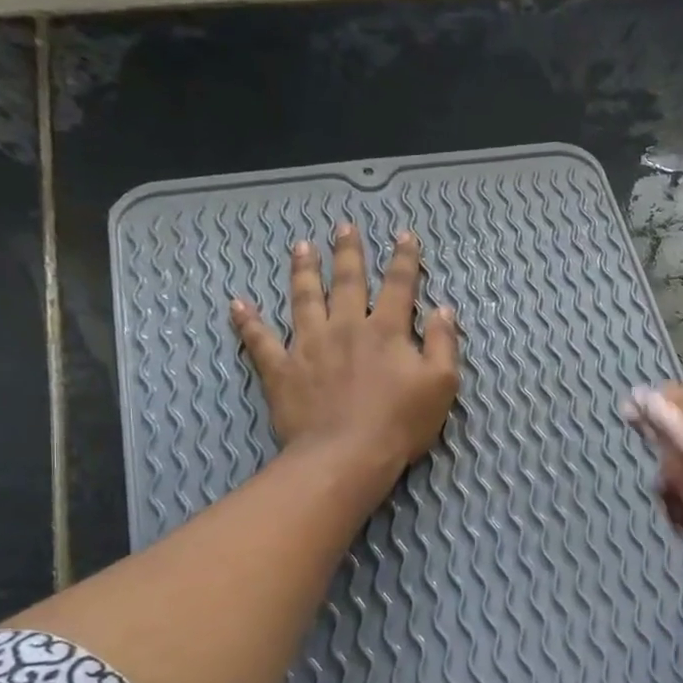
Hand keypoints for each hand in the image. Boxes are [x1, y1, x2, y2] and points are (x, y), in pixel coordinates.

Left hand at [230, 222, 458, 482]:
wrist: (347, 455)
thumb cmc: (400, 423)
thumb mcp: (441, 385)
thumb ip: (444, 344)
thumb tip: (444, 310)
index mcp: (386, 331)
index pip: (398, 286)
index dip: (404, 259)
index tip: (404, 236)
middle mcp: (345, 327)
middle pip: (347, 282)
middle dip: (348, 253)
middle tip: (345, 227)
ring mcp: (309, 346)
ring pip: (304, 299)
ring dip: (303, 271)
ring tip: (301, 248)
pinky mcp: (282, 370)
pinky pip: (261, 341)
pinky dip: (249, 322)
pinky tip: (238, 305)